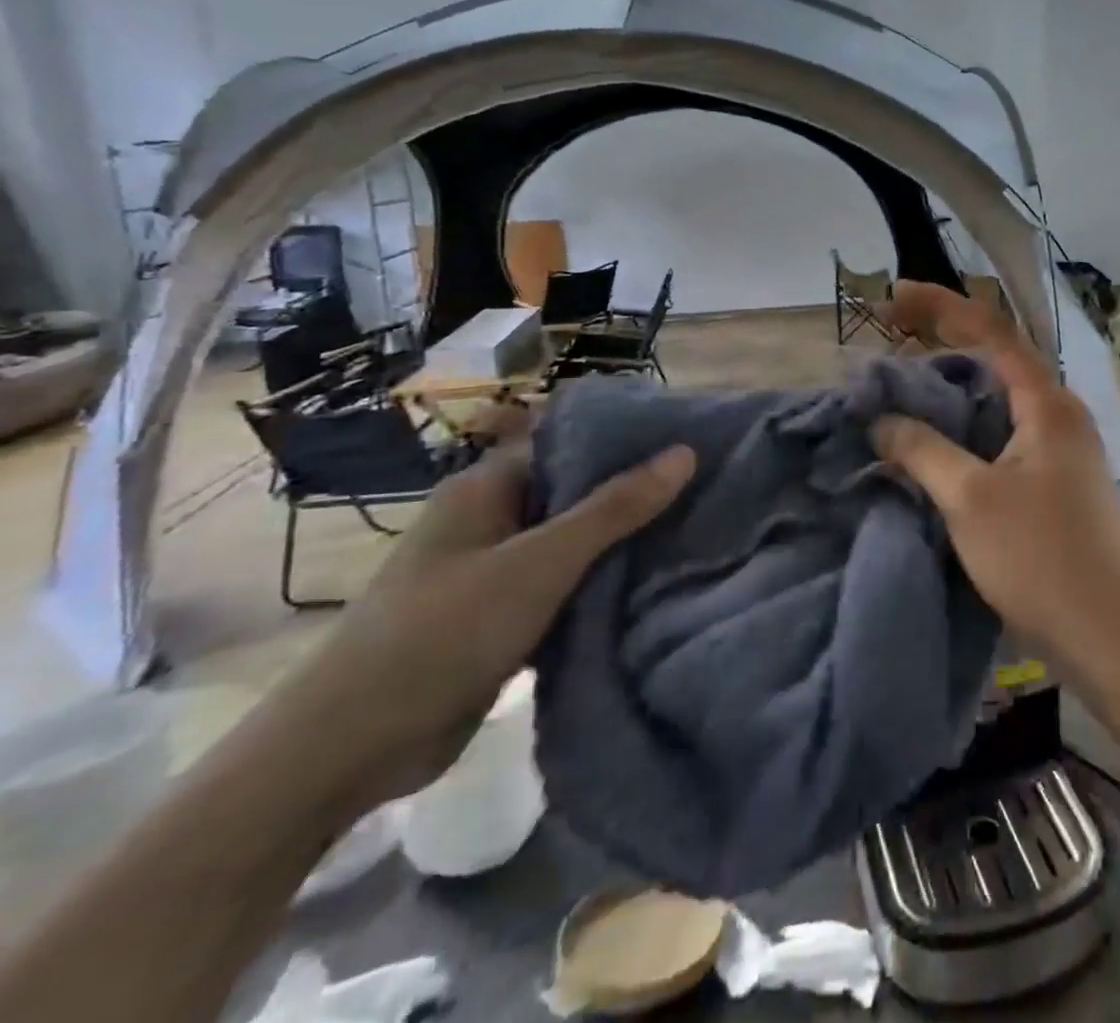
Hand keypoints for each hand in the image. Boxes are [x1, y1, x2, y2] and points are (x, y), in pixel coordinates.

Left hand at [268, 433, 695, 816]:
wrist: (346, 750)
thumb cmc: (443, 632)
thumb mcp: (540, 563)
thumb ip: (615, 508)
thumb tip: (684, 452)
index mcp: (488, 488)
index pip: (569, 440)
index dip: (627, 436)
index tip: (689, 437)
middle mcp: (491, 519)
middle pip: (576, 491)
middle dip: (635, 491)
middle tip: (706, 484)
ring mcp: (494, 571)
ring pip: (573, 542)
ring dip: (622, 541)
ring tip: (695, 528)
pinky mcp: (501, 617)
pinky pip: (564, 586)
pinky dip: (601, 584)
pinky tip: (653, 582)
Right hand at [872, 281, 1119, 670]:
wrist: (1108, 636)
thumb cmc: (1039, 558)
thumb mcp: (970, 499)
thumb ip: (922, 450)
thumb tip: (882, 420)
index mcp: (1048, 405)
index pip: (993, 332)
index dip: (942, 306)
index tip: (896, 297)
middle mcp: (1063, 416)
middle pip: (1000, 361)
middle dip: (948, 343)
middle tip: (896, 339)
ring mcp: (1066, 452)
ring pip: (1004, 401)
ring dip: (958, 389)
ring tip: (911, 388)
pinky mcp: (1061, 485)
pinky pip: (1009, 436)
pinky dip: (972, 428)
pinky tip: (944, 444)